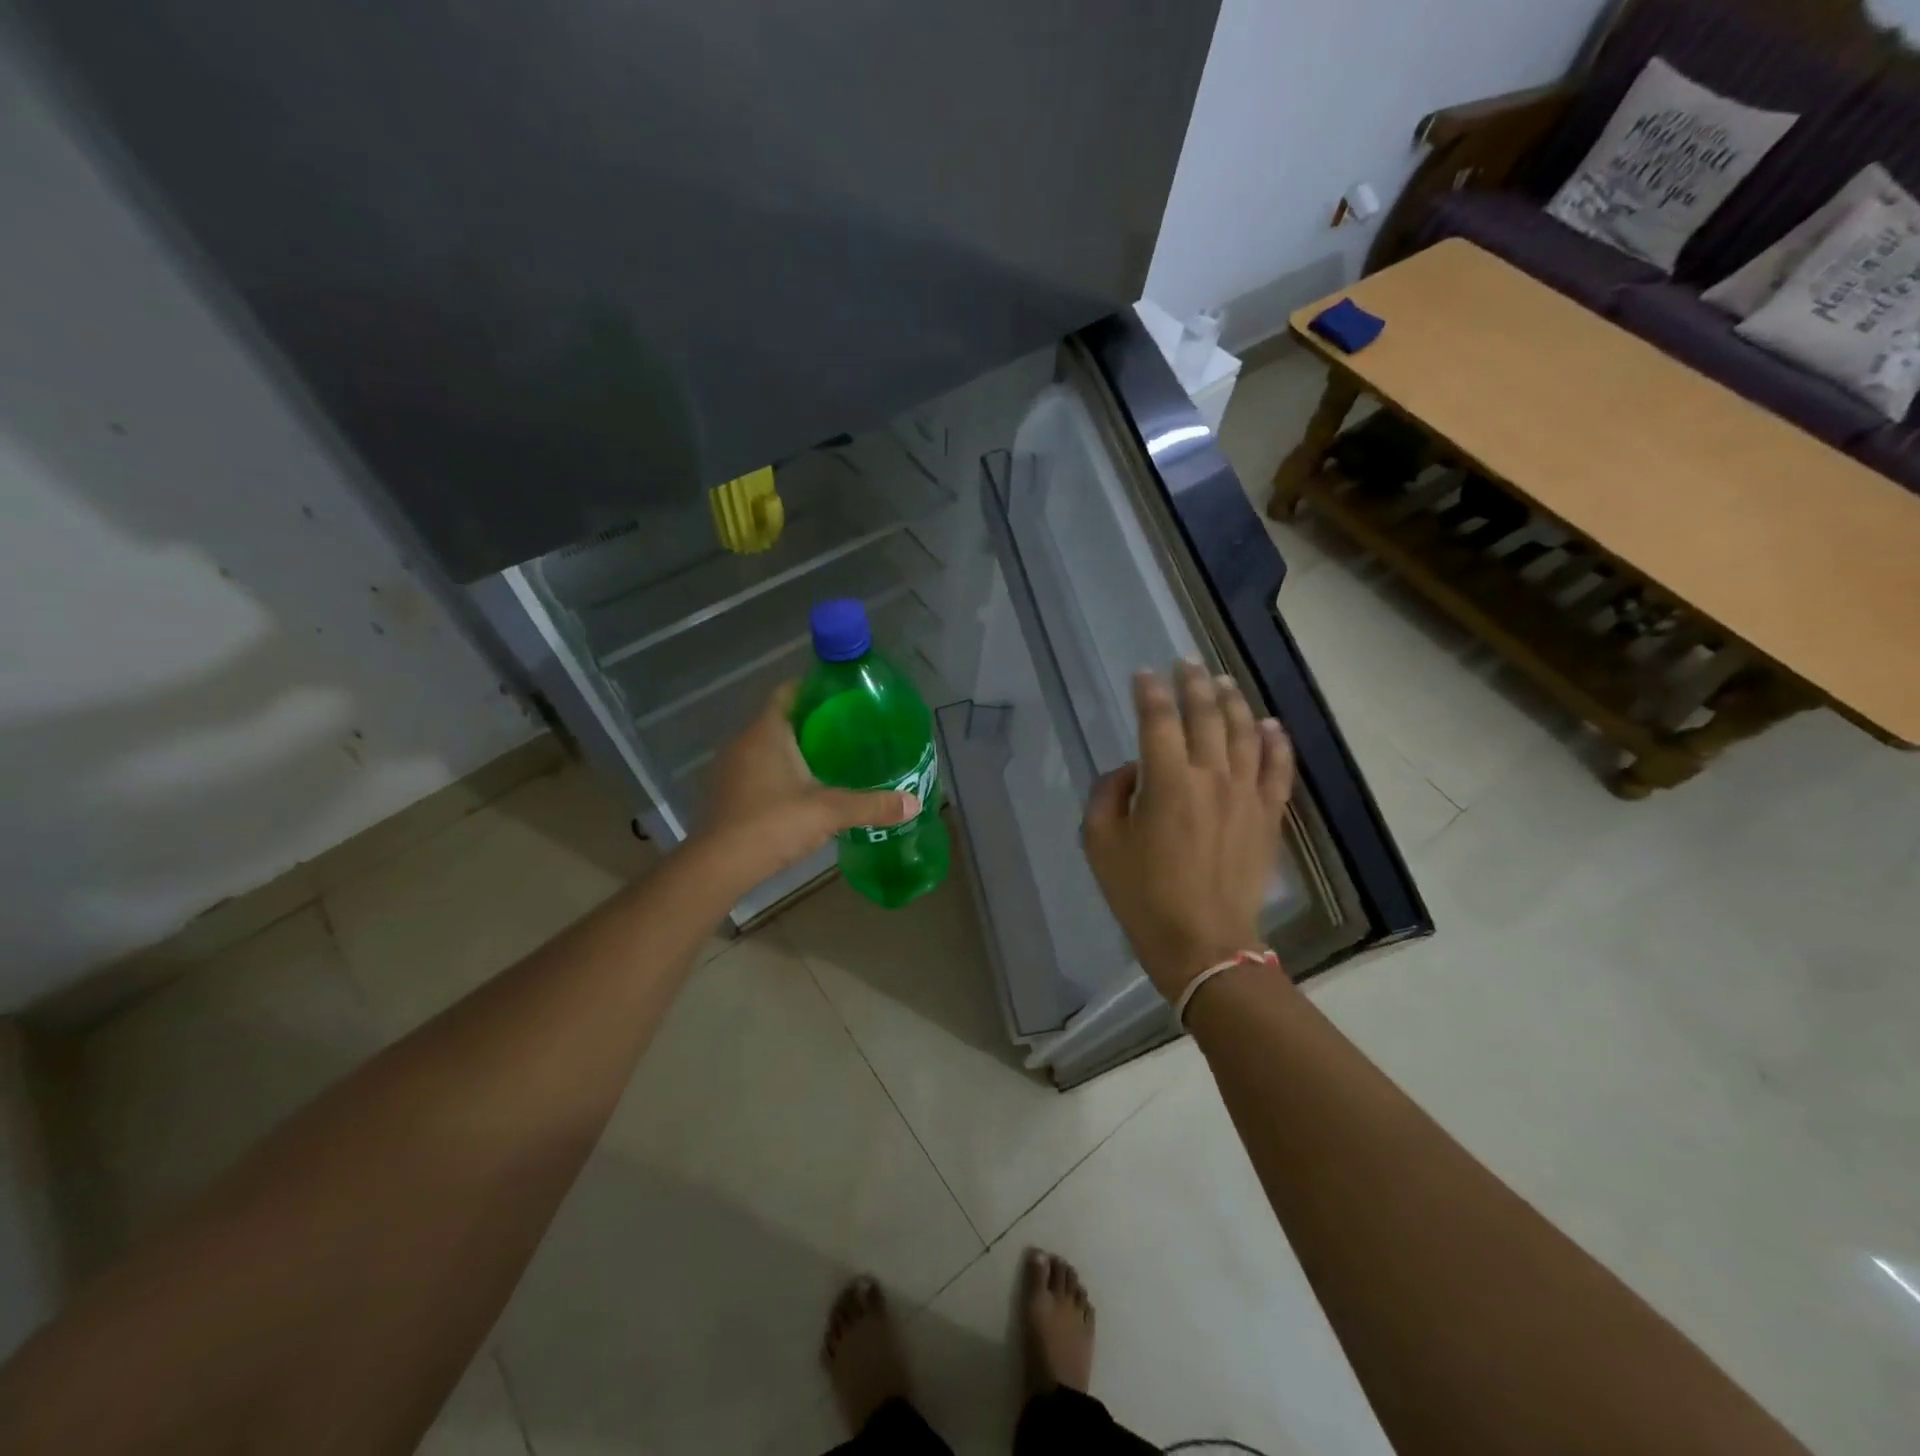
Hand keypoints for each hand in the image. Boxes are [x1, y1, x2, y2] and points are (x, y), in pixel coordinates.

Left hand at [693, 682, 918, 894]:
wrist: (720, 867)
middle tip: (849, 729)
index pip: (788, 692)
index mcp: (766, 732)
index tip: (843, 694)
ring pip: (768, 746)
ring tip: (833, 758)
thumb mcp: (830, 811)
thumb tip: (914, 804)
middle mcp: (743, 742)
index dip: (814, 688)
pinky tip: (804, 789)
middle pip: (780, 719)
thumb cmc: (773, 823)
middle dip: (812, 721)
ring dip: (796, 749)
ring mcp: (730, 769)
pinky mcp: (726, 794)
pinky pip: (758, 770)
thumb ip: (872, 805)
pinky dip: (781, 772)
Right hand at [1082, 662, 1295, 1000]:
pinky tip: (1272, 723)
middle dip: (1193, 684)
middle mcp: (1210, 776)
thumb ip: (1108, 795)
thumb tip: (1131, 771)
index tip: (1143, 674)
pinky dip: (1277, 743)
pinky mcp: (1267, 816)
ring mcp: (1245, 794)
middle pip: (1205, 716)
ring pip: (1244, 733)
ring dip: (1232, 702)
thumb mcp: (1100, 843)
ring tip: (1223, 681)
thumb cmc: (1142, 895)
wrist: (1202, 942)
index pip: (1157, 720)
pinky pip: (1278, 769)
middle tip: (1186, 662)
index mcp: (1166, 781)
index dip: (1148, 692)